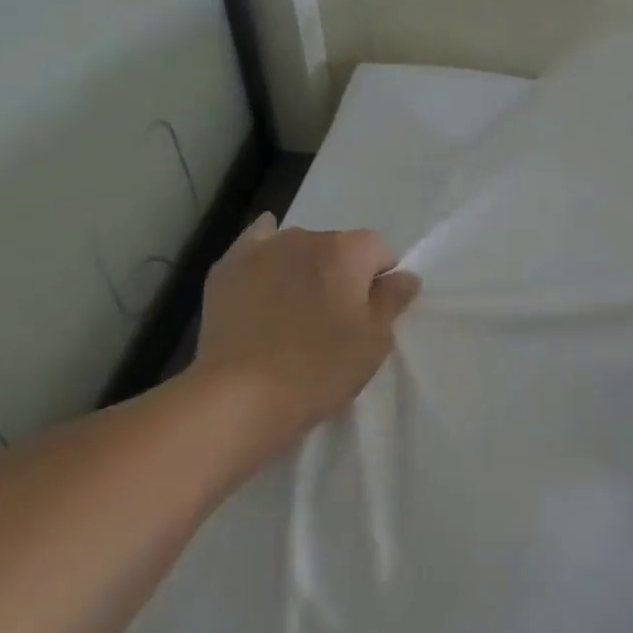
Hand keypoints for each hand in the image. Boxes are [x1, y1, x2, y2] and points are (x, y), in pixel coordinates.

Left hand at [194, 214, 421, 448]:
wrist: (241, 395)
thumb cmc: (320, 368)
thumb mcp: (374, 341)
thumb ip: (393, 301)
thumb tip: (405, 276)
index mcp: (348, 250)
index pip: (380, 251)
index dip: (380, 282)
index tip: (371, 315)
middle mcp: (306, 237)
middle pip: (338, 248)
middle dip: (342, 274)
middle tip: (334, 320)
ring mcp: (262, 250)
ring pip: (298, 249)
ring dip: (305, 270)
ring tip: (294, 312)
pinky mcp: (227, 269)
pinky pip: (255, 246)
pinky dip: (266, 255)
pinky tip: (265, 271)